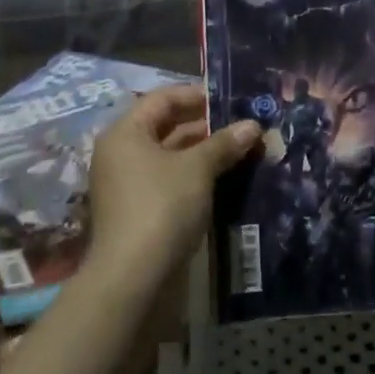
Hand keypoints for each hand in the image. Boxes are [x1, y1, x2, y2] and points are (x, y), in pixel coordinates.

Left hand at [85, 86, 259, 290]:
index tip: (230, 99)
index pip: (162, 98)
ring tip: (242, 150)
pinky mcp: (139, 211)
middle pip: (166, 126)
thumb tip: (252, 125)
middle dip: (206, 125)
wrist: (133, 278)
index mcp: (125, 132)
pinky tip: (225, 179)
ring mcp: (128, 184)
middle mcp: (121, 153)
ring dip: (204, 152)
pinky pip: (169, 181)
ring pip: (170, 156)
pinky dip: (195, 176)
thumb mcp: (197, 169)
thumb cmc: (162, 207)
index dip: (197, 95)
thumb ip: (224, 143)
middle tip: (243, 125)